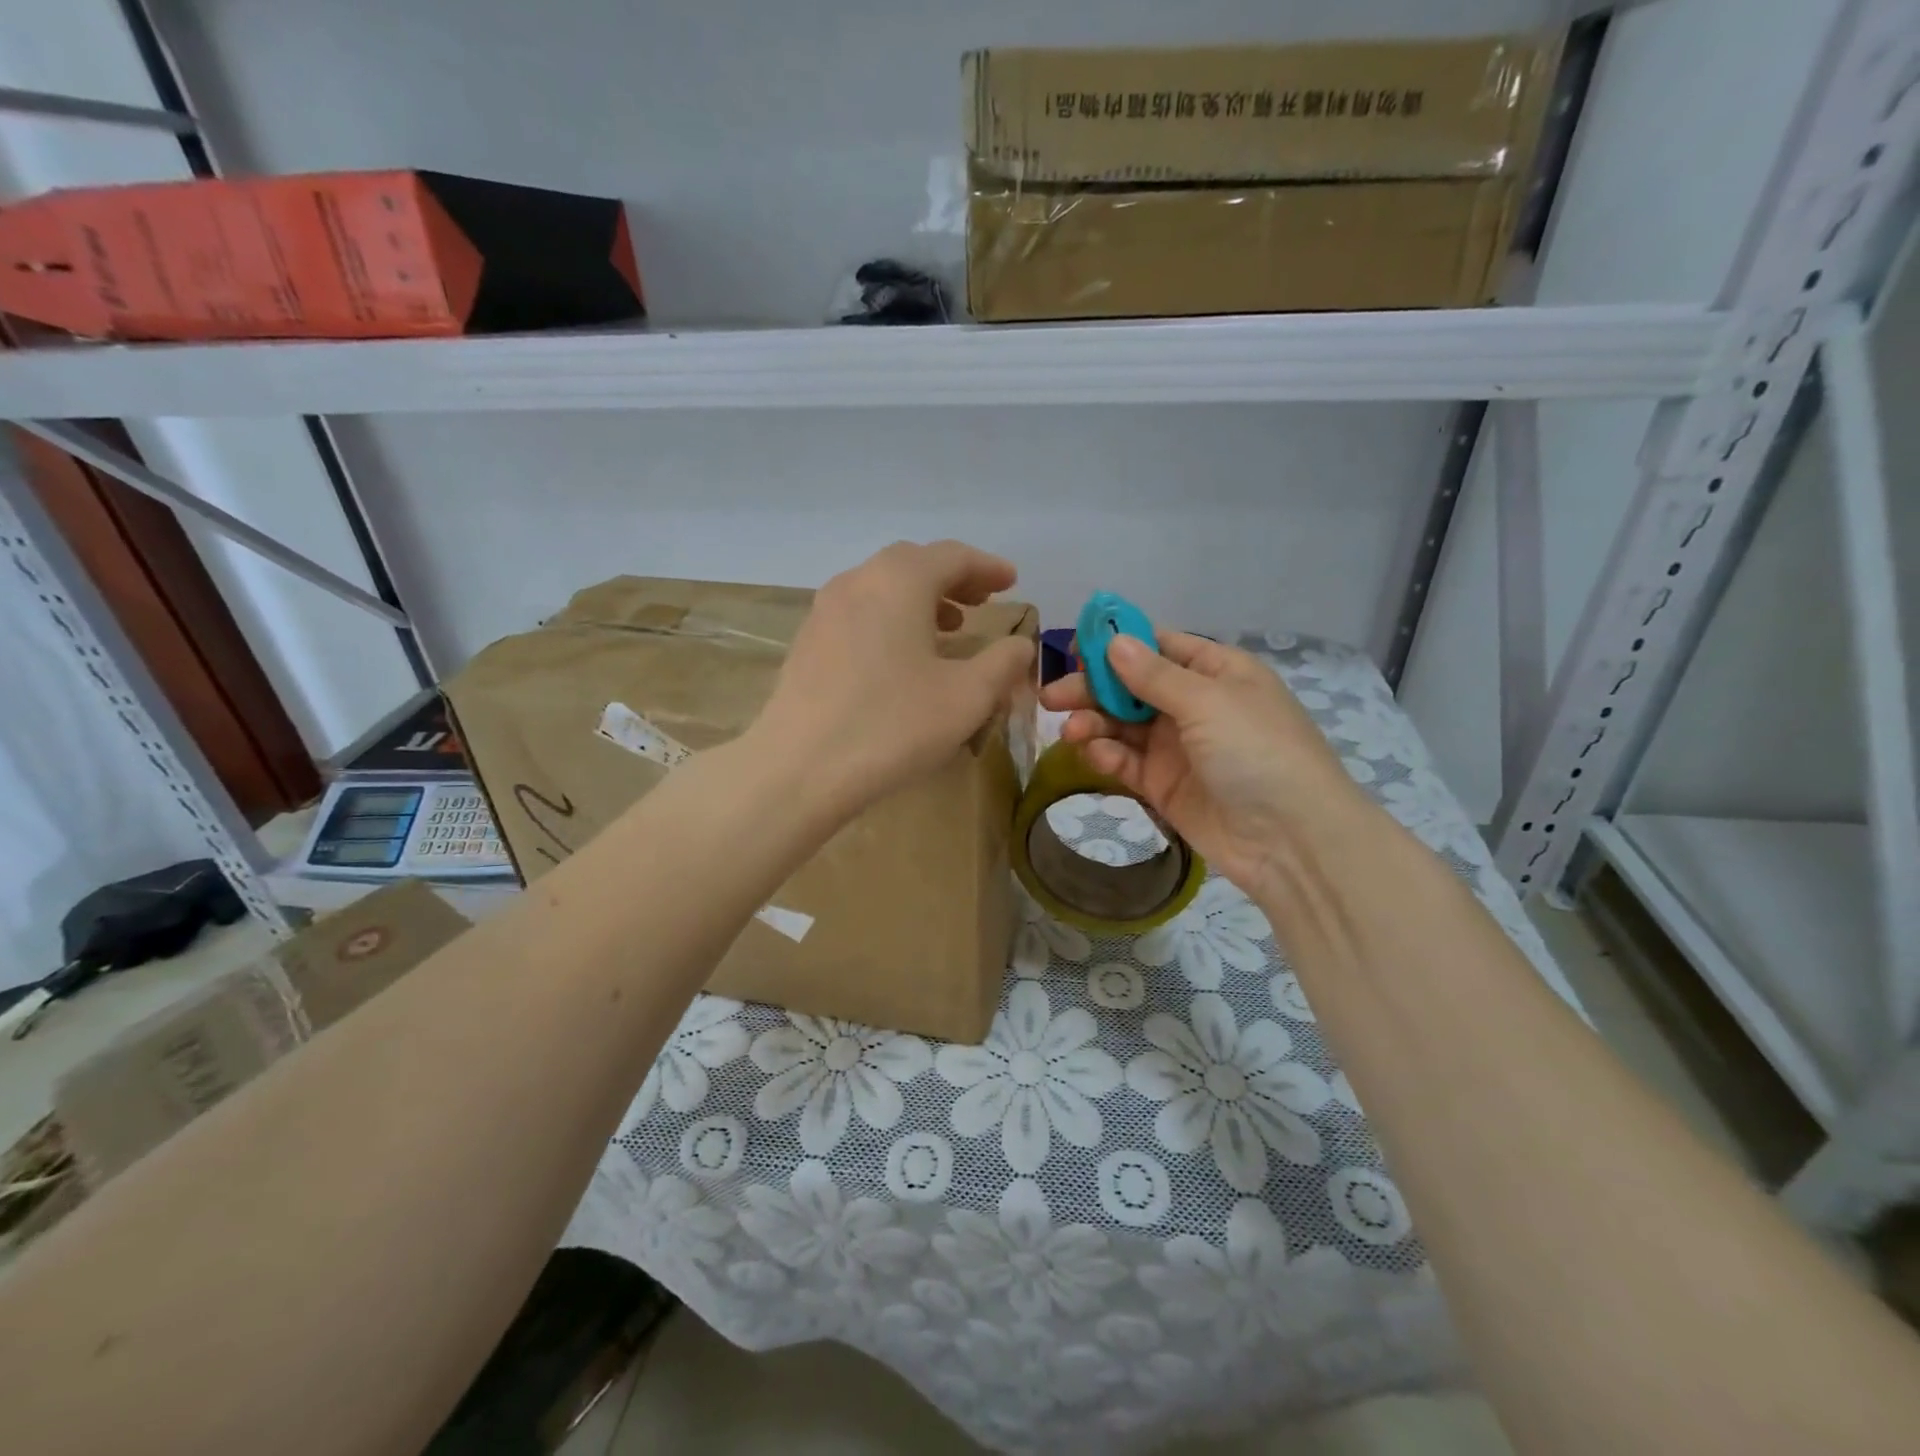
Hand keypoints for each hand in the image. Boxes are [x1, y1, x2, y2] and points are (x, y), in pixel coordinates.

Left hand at [752, 541, 1035, 819]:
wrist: (800, 767)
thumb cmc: (893, 725)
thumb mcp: (967, 697)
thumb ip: (1003, 663)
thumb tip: (1020, 645)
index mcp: (900, 581)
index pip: (952, 556)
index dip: (988, 567)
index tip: (1012, 582)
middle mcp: (858, 581)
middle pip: (914, 564)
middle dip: (953, 578)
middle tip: (982, 600)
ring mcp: (825, 609)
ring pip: (882, 587)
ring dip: (921, 598)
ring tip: (949, 628)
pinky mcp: (808, 641)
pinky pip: (860, 612)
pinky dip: (891, 617)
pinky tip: (902, 655)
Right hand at [1039, 633, 1368, 903]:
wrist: (1290, 840)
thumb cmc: (1256, 751)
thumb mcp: (1208, 701)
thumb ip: (1154, 675)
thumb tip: (1114, 641)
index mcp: (1216, 672)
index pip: (1159, 646)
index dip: (1117, 645)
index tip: (1073, 649)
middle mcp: (1195, 704)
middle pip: (1132, 687)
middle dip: (1093, 688)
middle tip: (1051, 697)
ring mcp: (1178, 747)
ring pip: (1123, 725)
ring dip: (1094, 723)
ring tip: (1071, 731)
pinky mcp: (1164, 785)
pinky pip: (1127, 761)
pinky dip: (1108, 755)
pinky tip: (1095, 754)